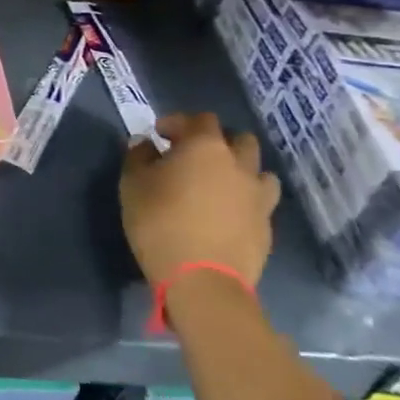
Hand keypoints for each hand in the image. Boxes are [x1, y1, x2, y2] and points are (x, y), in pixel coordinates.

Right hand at [119, 112, 279, 289]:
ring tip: (219, 183)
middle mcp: (239, 164)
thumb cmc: (160, 222)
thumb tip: (146, 144)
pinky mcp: (267, 226)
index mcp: (205, 147)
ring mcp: (258, 196)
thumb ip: (139, 157)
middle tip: (193, 156)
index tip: (159, 135)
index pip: (199, 119)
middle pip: (238, 139)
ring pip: (258, 170)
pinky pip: (260, 201)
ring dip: (240, 170)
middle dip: (217, 142)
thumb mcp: (133, 184)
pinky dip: (245, 199)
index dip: (178, 122)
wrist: (202, 280)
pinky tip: (228, 213)